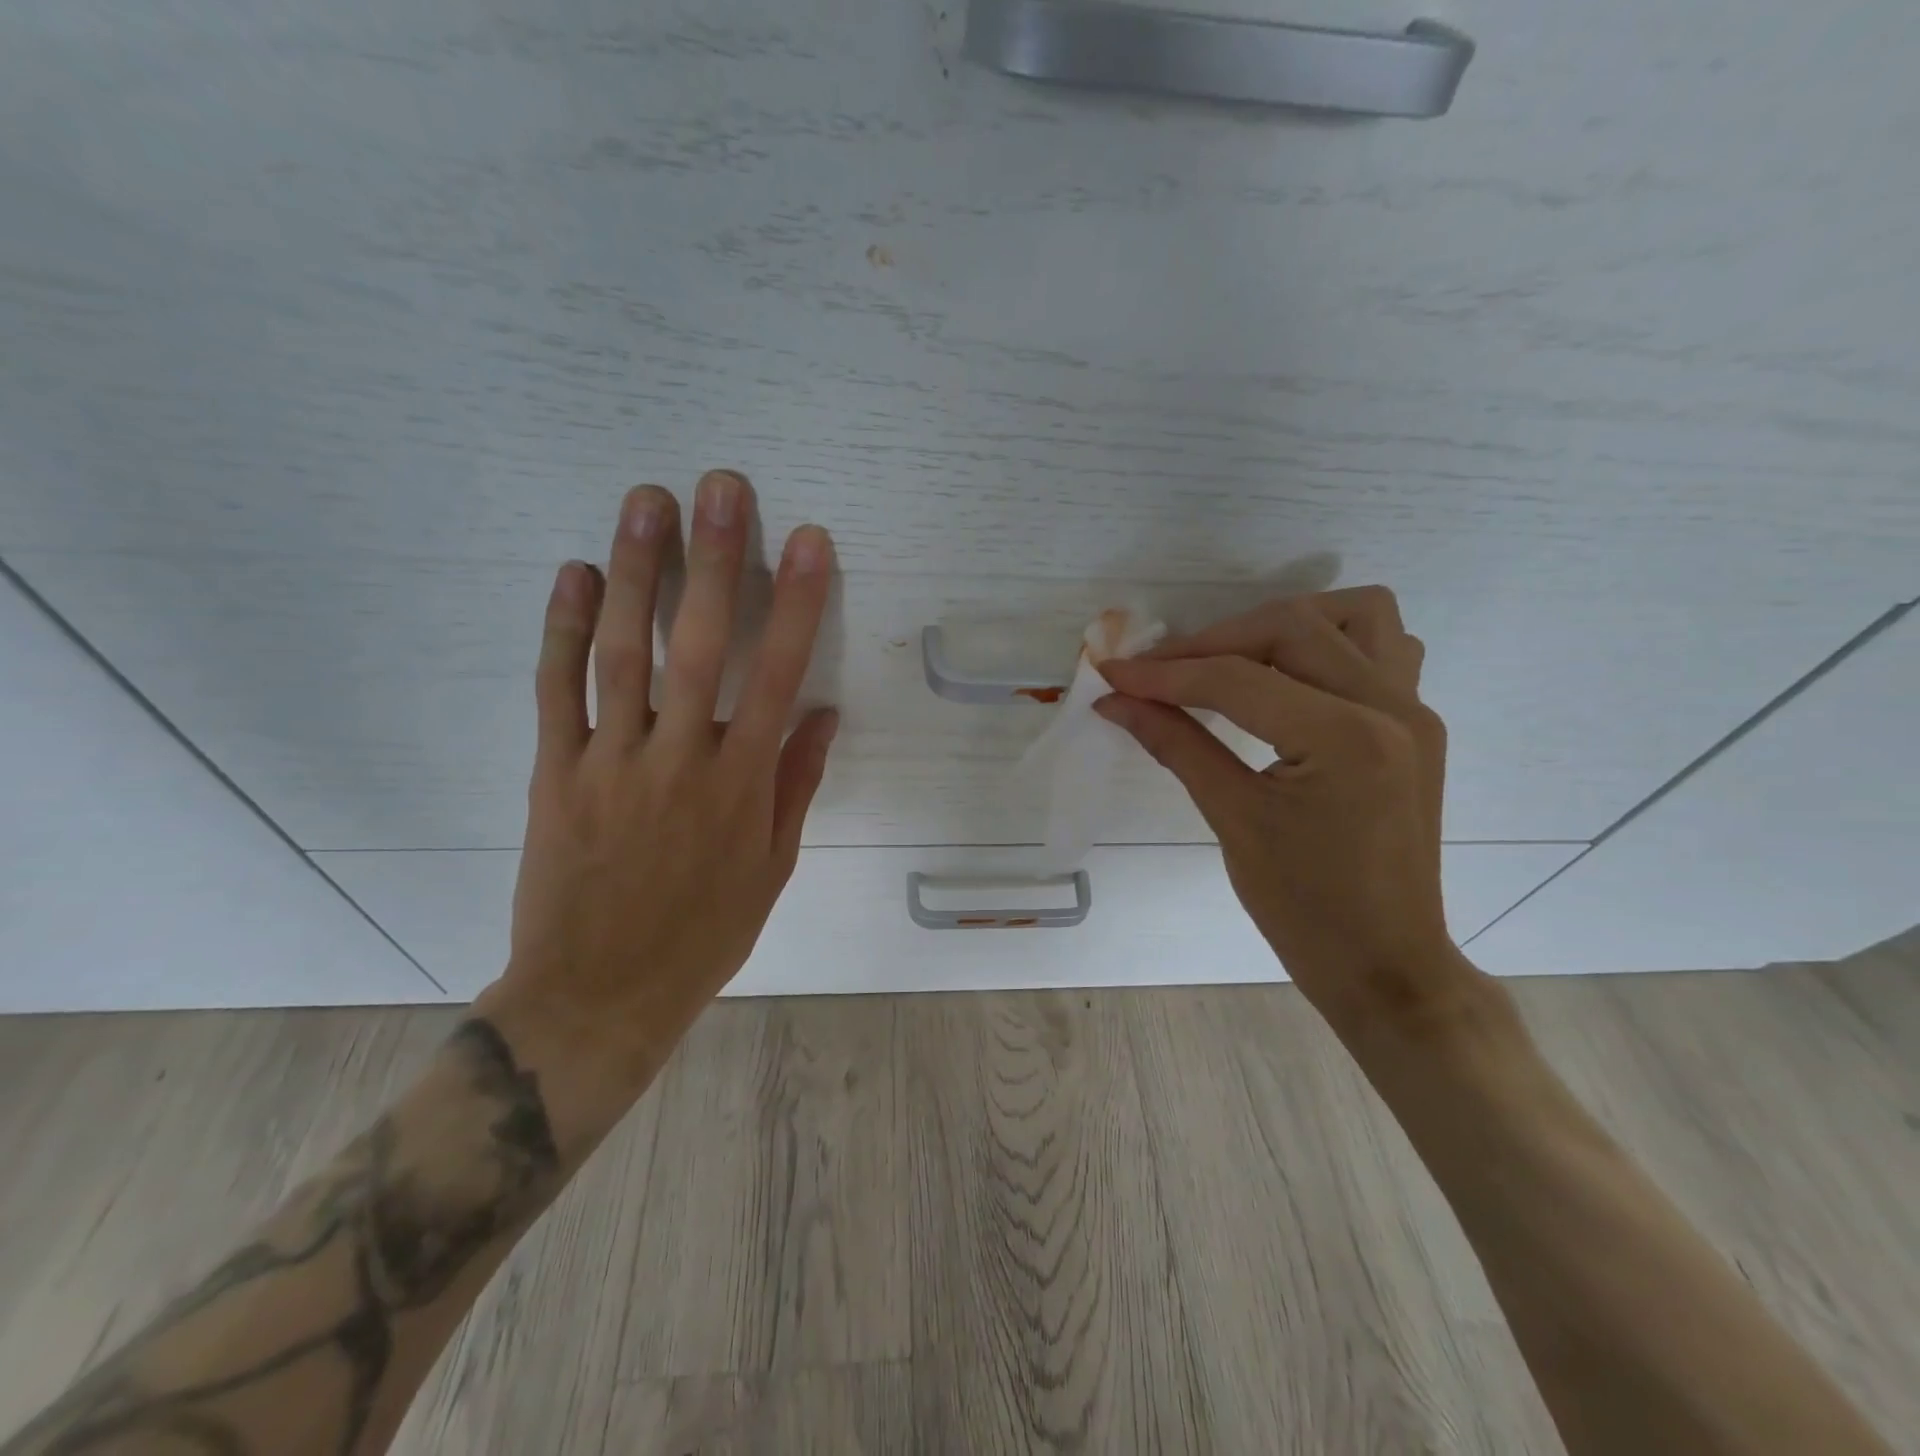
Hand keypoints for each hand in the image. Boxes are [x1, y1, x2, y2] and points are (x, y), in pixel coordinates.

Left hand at [499, 472, 838, 1078]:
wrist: (600, 994)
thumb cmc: (702, 933)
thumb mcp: (772, 867)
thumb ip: (795, 784)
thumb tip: (822, 713)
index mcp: (741, 784)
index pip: (776, 675)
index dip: (795, 603)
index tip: (807, 541)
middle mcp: (680, 759)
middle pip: (699, 645)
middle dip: (714, 560)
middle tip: (719, 486)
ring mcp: (611, 760)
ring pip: (623, 652)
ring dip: (636, 572)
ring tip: (645, 500)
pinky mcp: (554, 772)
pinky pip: (556, 691)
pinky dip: (562, 628)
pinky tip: (572, 572)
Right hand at [1098, 587, 1475, 1035]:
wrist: (1385, 965)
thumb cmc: (1304, 909)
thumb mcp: (1232, 820)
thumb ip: (1174, 744)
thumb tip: (1116, 701)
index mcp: (1345, 738)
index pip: (1236, 679)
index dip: (1165, 673)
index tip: (1112, 672)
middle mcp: (1390, 706)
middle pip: (1290, 627)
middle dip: (1211, 642)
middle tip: (1157, 674)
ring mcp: (1414, 711)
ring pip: (1352, 616)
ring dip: (1282, 624)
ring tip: (1230, 660)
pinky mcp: (1416, 725)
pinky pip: (1383, 649)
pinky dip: (1331, 643)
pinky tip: (1290, 677)